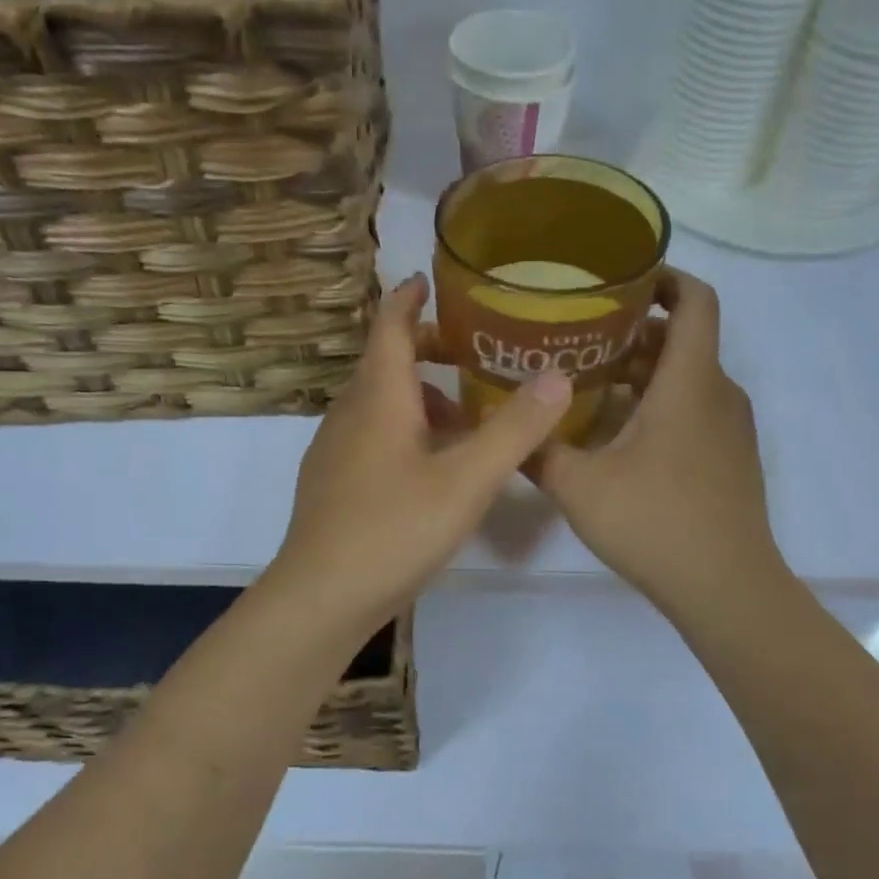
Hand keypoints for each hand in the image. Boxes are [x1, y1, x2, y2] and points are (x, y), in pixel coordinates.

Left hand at [272, 274, 571, 628]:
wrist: (321, 597)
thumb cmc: (394, 529)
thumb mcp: (466, 480)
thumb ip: (514, 429)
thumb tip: (557, 376)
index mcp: (378, 398)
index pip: (388, 327)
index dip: (407, 299)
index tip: (427, 280)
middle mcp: (349, 414)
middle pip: (383, 363)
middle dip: (423, 350)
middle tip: (468, 352)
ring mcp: (334, 451)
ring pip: (377, 404)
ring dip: (416, 397)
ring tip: (462, 418)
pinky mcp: (331, 484)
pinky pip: (369, 436)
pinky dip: (402, 430)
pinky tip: (428, 467)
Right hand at [535, 269, 782, 619]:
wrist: (726, 587)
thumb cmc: (655, 522)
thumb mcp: (580, 486)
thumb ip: (538, 451)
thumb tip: (505, 428)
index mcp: (690, 382)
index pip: (696, 300)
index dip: (665, 277)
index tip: (622, 278)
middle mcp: (719, 393)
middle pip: (684, 339)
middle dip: (635, 331)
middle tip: (581, 337)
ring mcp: (731, 429)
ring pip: (689, 378)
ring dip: (645, 372)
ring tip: (590, 383)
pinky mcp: (731, 459)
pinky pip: (696, 410)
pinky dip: (661, 404)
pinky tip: (619, 434)